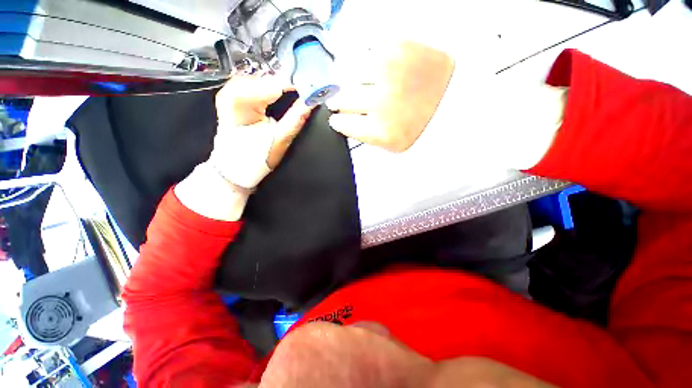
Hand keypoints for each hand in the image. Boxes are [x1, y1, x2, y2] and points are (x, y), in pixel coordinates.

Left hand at [175, 76, 313, 220]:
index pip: (274, 84)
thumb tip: (312, 101)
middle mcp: (231, 92)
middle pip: (267, 77)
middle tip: (307, 87)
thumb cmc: (254, 159)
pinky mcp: (231, 97)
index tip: (313, 85)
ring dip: (279, 83)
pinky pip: (254, 83)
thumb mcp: (280, 141)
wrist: (233, 168)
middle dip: (288, 81)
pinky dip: (269, 86)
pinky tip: (278, 92)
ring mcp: (229, 92)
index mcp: (242, 104)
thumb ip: (296, 119)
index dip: (296, 83)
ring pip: (260, 77)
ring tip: (295, 90)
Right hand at [327, 41, 454, 151]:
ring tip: (360, 85)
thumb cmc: (421, 124)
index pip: (342, 123)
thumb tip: (342, 123)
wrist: (457, 99)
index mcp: (380, 131)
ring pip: (348, 72)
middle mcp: (381, 102)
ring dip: (349, 80)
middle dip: (338, 101)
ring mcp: (389, 72)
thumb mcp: (392, 144)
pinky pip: (366, 51)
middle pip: (341, 98)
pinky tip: (374, 70)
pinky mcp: (399, 47)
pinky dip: (364, 61)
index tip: (337, 119)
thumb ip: (365, 136)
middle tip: (341, 101)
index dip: (338, 121)